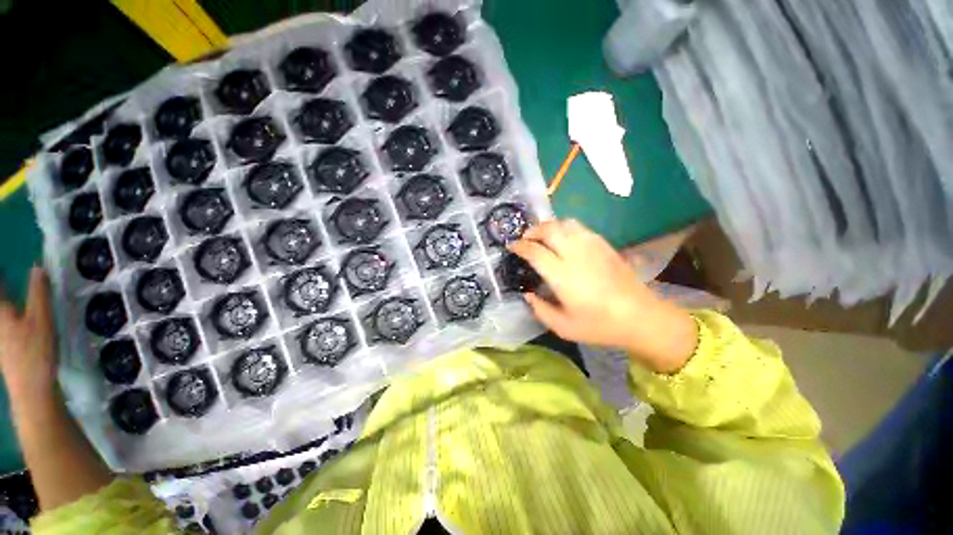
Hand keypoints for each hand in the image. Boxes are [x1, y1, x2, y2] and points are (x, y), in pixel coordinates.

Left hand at [0, 268, 57, 400]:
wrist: (30, 390)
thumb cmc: (35, 351)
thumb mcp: (42, 320)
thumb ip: (39, 292)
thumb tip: (38, 266)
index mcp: (0, 310)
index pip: (0, 284)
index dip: (2, 275)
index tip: (5, 264)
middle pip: (2, 301)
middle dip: (6, 290)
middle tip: (10, 282)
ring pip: (3, 316)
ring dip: (9, 305)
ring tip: (12, 298)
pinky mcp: (1, 347)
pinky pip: (5, 326)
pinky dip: (9, 319)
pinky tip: (15, 321)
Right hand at [509, 220, 697, 373]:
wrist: (641, 317)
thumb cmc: (599, 325)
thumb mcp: (563, 327)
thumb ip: (540, 310)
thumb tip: (528, 295)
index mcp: (563, 276)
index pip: (535, 251)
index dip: (520, 246)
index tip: (511, 246)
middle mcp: (576, 255)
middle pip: (550, 229)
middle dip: (533, 230)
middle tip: (525, 239)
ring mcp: (593, 247)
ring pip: (566, 223)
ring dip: (550, 226)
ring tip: (543, 237)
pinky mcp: (605, 245)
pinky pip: (580, 228)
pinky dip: (566, 228)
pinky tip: (565, 240)